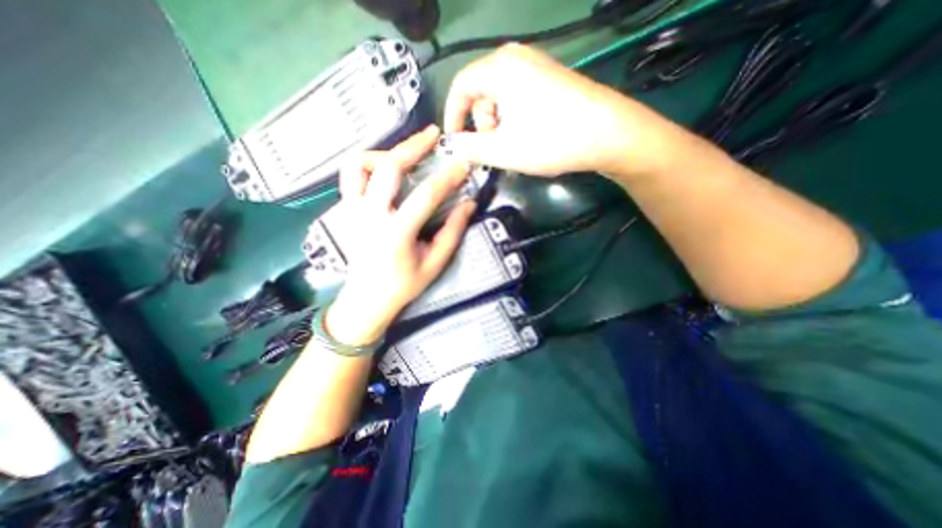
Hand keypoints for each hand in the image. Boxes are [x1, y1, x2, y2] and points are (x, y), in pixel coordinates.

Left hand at [326, 126, 477, 345]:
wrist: (367, 298)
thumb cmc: (404, 284)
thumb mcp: (435, 263)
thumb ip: (452, 232)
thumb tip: (469, 204)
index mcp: (397, 232)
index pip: (426, 195)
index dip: (448, 176)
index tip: (464, 164)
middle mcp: (370, 215)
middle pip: (388, 167)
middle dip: (413, 146)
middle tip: (433, 135)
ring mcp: (353, 210)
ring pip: (360, 164)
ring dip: (384, 151)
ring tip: (404, 151)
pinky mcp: (346, 210)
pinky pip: (350, 176)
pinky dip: (366, 163)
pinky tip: (383, 167)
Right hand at [442, 44, 684, 178]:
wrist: (608, 133)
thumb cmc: (550, 140)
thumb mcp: (502, 150)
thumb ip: (469, 147)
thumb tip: (452, 144)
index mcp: (499, 68)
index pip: (460, 86)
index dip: (452, 115)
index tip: (456, 141)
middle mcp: (516, 58)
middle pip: (480, 90)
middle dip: (481, 122)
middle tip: (494, 146)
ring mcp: (537, 65)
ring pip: (500, 95)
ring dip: (498, 122)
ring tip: (514, 144)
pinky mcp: (550, 78)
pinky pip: (518, 95)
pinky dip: (514, 117)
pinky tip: (528, 134)